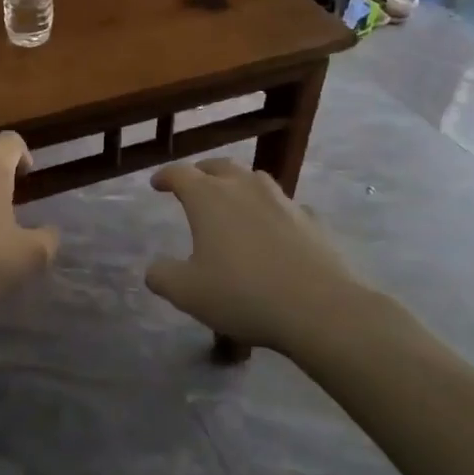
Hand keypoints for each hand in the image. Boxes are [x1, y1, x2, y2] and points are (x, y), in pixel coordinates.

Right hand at [145, 158, 361, 351]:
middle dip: (202, 172)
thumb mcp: (187, 293)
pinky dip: (272, 211)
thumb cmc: (243, 294)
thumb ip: (163, 276)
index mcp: (208, 198)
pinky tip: (274, 229)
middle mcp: (244, 188)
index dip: (165, 176)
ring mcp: (282, 201)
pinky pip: (286, 206)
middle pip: (219, 166)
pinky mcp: (311, 220)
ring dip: (238, 184)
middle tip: (193, 184)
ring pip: (255, 179)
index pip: (180, 173)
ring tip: (233, 200)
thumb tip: (154, 269)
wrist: (319, 308)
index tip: (156, 183)